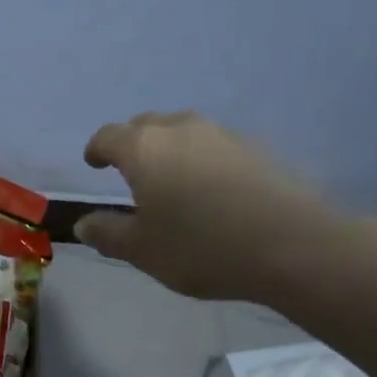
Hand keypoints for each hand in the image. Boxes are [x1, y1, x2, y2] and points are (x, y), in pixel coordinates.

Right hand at [74, 112, 346, 300]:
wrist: (292, 245)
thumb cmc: (202, 247)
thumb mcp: (143, 251)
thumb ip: (108, 234)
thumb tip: (83, 224)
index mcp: (143, 149)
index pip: (108, 136)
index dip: (97, 149)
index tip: (94, 164)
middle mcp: (180, 130)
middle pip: (146, 125)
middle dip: (132, 144)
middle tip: (131, 172)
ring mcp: (222, 135)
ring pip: (183, 131)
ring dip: (170, 149)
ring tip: (172, 180)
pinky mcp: (256, 148)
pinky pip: (214, 146)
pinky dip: (202, 160)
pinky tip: (212, 190)